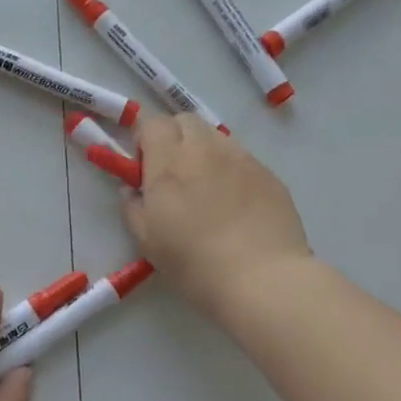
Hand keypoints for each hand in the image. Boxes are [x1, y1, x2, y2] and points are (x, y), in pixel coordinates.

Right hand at [121, 114, 312, 320]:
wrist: (262, 279)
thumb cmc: (194, 263)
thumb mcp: (147, 242)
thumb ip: (133, 207)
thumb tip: (132, 190)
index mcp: (169, 162)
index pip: (152, 122)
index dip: (144, 139)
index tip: (143, 165)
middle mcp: (205, 149)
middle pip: (185, 121)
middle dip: (174, 137)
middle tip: (172, 173)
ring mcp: (241, 158)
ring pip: (215, 137)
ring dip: (203, 151)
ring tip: (206, 189)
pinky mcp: (269, 174)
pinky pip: (242, 159)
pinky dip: (231, 170)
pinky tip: (235, 204)